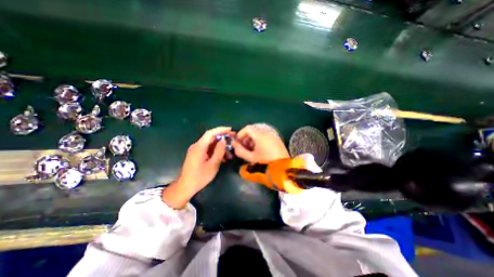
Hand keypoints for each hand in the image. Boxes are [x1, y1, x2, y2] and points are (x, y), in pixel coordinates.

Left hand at [162, 127, 232, 208]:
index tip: (230, 129)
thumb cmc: (200, 177)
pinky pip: (208, 149)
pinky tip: (223, 157)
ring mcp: (196, 150)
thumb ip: (219, 151)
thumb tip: (224, 140)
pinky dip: (216, 151)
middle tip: (233, 139)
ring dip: (221, 146)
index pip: (210, 133)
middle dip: (223, 137)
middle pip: (211, 137)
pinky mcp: (197, 154)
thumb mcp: (213, 165)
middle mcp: (197, 146)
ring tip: (230, 152)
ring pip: (211, 144)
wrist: (185, 187)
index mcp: (199, 147)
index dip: (221, 129)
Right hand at [232, 124, 289, 162]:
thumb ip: (240, 151)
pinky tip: (259, 151)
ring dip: (252, 140)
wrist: (283, 168)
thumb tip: (234, 144)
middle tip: (244, 148)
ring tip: (251, 151)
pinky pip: (265, 137)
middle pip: (253, 131)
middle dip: (246, 138)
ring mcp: (273, 136)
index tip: (238, 143)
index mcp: (260, 135)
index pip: (247, 128)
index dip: (240, 134)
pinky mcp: (277, 140)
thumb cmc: (266, 162)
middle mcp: (267, 133)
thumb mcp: (251, 158)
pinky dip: (259, 141)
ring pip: (259, 134)